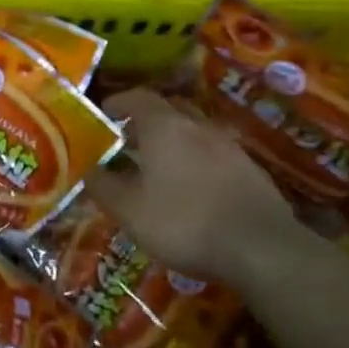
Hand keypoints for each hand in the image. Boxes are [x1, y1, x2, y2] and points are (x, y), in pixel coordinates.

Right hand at [86, 89, 301, 280]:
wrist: (262, 250)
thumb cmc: (184, 223)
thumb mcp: (129, 210)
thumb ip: (103, 186)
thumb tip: (86, 169)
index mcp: (165, 127)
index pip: (138, 97)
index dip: (118, 102)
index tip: (104, 114)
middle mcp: (198, 127)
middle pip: (169, 110)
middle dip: (146, 120)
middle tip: (127, 141)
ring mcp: (229, 147)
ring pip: (194, 132)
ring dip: (174, 142)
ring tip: (157, 168)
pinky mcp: (251, 171)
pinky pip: (215, 155)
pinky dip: (197, 162)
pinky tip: (191, 190)